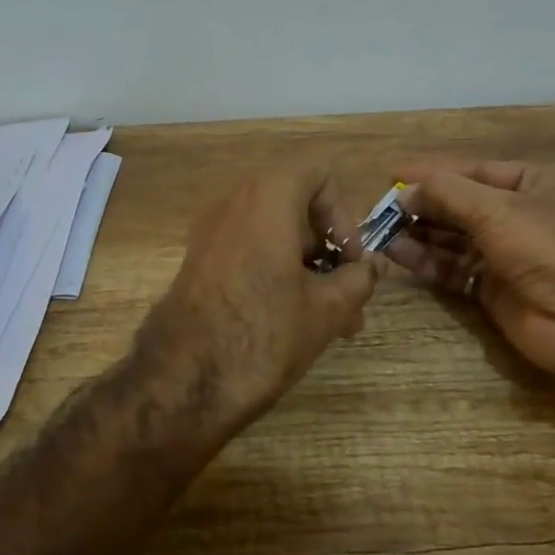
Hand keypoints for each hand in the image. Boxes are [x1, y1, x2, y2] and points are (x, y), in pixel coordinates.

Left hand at [139, 167, 384, 434]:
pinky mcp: (198, 262)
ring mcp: (210, 232)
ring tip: (331, 321)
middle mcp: (234, 203)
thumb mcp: (326, 310)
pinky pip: (248, 252)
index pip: (318, 174)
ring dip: (306, 268)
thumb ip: (358, 280)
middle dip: (328, 250)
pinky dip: (275, 274)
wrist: (183, 380)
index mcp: (267, 198)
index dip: (343, 213)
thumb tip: (372, 267)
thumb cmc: (263, 334)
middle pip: (296, 207)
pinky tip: (293, 322)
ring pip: (273, 236)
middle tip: (348, 297)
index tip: (349, 260)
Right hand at [388, 161, 554, 394]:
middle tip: (380, 207)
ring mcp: (508, 254)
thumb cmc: (552, 248)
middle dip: (422, 204)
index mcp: (537, 183)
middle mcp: (523, 215)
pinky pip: (453, 268)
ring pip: (453, 238)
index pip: (475, 170)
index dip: (433, 171)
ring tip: (379, 229)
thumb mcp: (499, 209)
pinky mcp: (494, 289)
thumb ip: (447, 194)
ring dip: (418, 233)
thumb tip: (403, 191)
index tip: (392, 172)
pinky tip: (395, 253)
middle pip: (461, 204)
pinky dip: (426, 260)